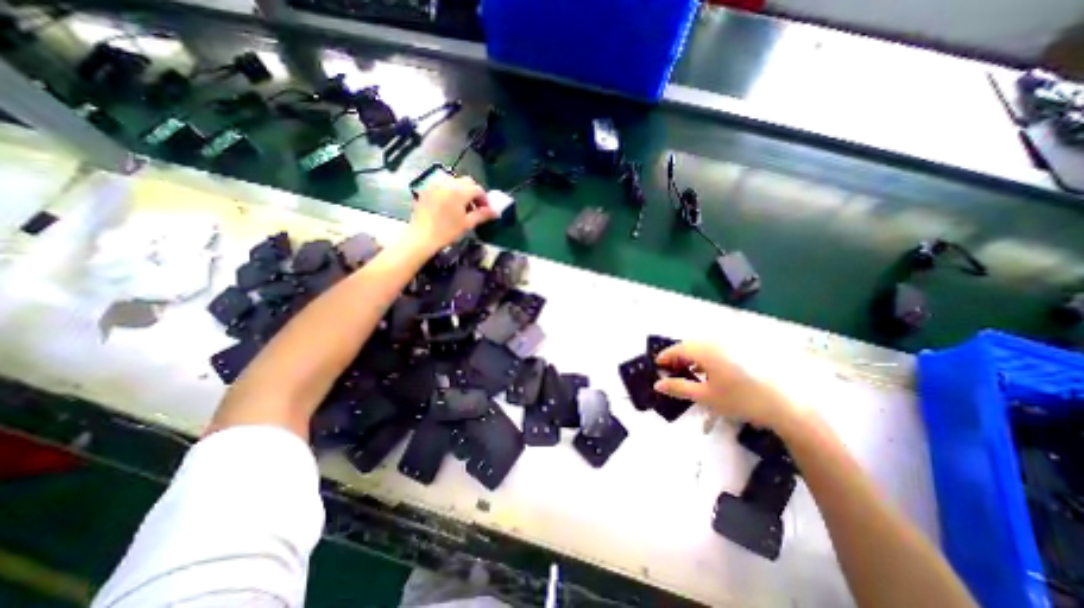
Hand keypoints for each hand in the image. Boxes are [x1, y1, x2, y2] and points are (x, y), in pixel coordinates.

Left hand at [404, 176, 496, 253]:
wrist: (422, 236)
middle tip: (475, 208)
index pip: (478, 189)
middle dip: (473, 193)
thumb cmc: (447, 231)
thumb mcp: (467, 224)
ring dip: (462, 191)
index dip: (484, 199)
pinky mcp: (427, 189)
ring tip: (462, 207)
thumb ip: (482, 215)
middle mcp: (448, 183)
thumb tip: (496, 212)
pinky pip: (443, 185)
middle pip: (467, 182)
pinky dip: (450, 191)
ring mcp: (436, 184)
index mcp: (459, 191)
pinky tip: (449, 205)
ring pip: (455, 182)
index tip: (486, 210)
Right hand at [651, 341, 801, 431]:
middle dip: (678, 356)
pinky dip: (706, 357)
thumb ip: (679, 388)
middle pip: (690, 345)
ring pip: (703, 346)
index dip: (665, 356)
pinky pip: (716, 348)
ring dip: (692, 356)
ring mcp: (732, 345)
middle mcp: (717, 342)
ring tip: (688, 371)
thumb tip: (657, 384)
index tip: (656, 364)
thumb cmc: (740, 400)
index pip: (678, 348)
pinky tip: (708, 371)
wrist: (784, 404)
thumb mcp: (705, 396)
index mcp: (706, 350)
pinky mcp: (743, 350)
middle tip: (671, 370)